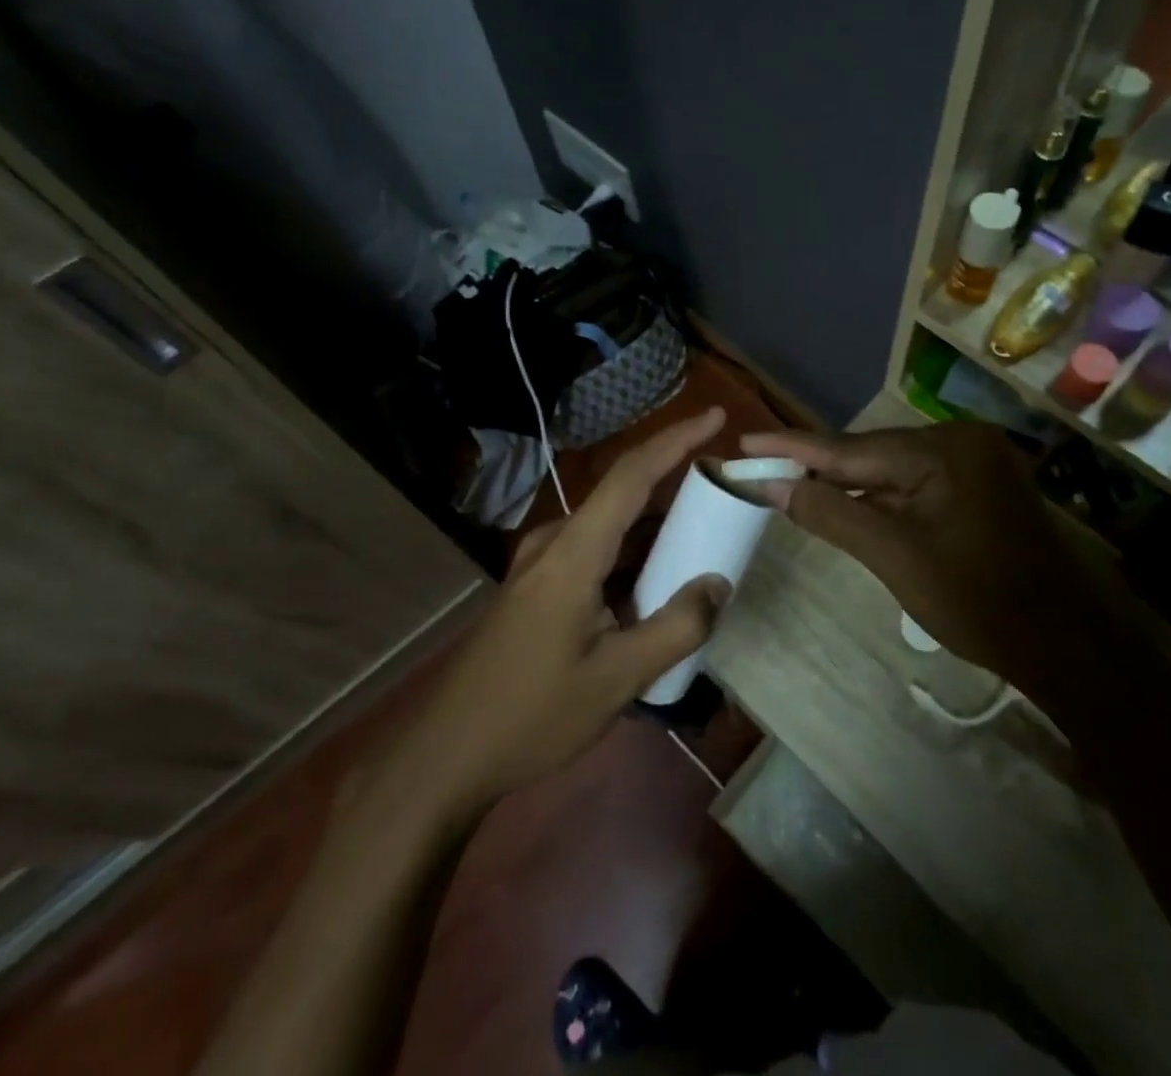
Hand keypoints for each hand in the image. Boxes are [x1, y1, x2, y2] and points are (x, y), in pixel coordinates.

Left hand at [367, 409, 731, 820]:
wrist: (446, 755)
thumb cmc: (531, 715)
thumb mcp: (616, 679)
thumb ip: (675, 628)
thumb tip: (718, 584)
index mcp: (572, 554)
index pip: (631, 476)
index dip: (675, 440)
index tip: (716, 416)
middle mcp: (553, 544)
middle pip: (622, 495)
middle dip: (675, 485)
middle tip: (725, 495)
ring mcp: (539, 566)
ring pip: (609, 528)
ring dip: (654, 528)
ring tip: (702, 541)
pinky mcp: (535, 589)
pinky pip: (594, 553)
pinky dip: (631, 556)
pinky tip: (655, 585)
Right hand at [739, 422, 1108, 693]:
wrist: (1064, 643)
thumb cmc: (977, 601)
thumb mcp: (893, 557)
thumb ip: (830, 513)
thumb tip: (772, 486)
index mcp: (942, 449)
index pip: (850, 447)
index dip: (792, 448)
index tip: (745, 440)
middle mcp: (959, 439)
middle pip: (870, 453)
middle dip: (817, 467)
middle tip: (761, 468)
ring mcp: (973, 460)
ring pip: (890, 469)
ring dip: (846, 483)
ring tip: (792, 486)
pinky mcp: (977, 483)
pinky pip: (912, 483)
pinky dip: (879, 496)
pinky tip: (848, 505)